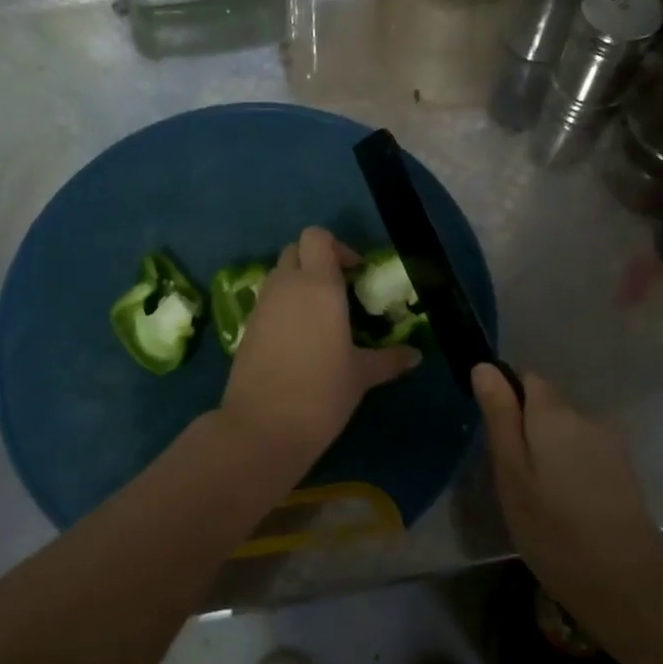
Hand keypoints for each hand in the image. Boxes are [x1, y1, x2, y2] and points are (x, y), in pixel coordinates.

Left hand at [217, 228, 420, 465]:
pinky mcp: (247, 327)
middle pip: (296, 250)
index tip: (355, 273)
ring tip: (322, 317)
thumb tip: (415, 355)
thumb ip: (389, 359)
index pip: (317, 237)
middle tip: (340, 290)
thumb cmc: (321, 393)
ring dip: (299, 283)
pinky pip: (268, 301)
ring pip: (279, 275)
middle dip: (316, 261)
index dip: (336, 247)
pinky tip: (300, 339)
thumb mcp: (361, 375)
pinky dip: (284, 306)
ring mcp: (262, 305)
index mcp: (318, 285)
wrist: (262, 427)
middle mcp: (286, 285)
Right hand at [473, 364, 662, 614]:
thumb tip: (485, 366)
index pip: (527, 379)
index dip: (507, 401)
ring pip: (567, 433)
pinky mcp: (624, 473)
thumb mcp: (511, 473)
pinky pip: (586, 455)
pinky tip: (568, 508)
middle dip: (528, 430)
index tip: (498, 440)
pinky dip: (572, 471)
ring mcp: (611, 446)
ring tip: (540, 499)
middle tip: (514, 478)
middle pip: (548, 406)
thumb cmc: (554, 530)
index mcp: (554, 413)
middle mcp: (586, 418)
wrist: (629, 587)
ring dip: (550, 453)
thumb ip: (500, 416)